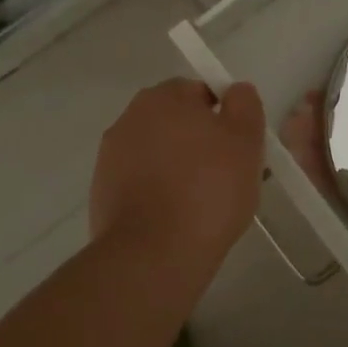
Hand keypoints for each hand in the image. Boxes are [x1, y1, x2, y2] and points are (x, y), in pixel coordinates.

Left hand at [90, 79, 265, 264]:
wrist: (152, 256)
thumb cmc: (208, 189)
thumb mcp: (246, 140)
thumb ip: (244, 104)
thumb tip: (235, 91)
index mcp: (164, 97)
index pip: (200, 92)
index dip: (222, 117)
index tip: (236, 148)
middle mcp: (131, 117)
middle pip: (176, 121)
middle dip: (198, 142)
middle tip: (225, 175)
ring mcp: (110, 156)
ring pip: (157, 153)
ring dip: (176, 167)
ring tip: (201, 203)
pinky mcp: (101, 192)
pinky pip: (140, 183)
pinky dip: (157, 193)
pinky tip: (176, 219)